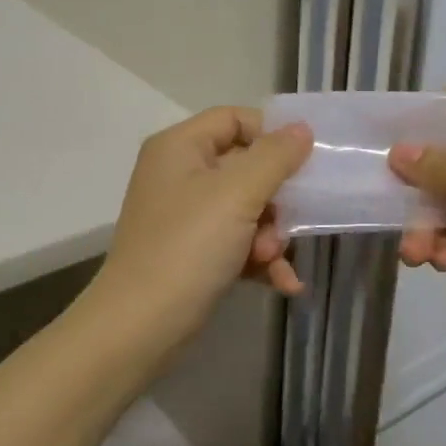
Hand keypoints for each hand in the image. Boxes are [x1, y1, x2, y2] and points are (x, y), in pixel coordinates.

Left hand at [89, 107, 313, 357]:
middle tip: (285, 225)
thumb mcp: (237, 194)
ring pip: (246, 210)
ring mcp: (184, 216)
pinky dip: (259, 260)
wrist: (140, 326)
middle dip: (274, 200)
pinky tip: (283, 284)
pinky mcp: (192, 253)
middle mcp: (179, 174)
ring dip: (270, 235)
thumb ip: (275, 157)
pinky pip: (236, 242)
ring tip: (271, 260)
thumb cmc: (188, 247)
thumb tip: (302, 128)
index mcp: (180, 147)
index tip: (304, 162)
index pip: (234, 119)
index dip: (271, 135)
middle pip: (245, 167)